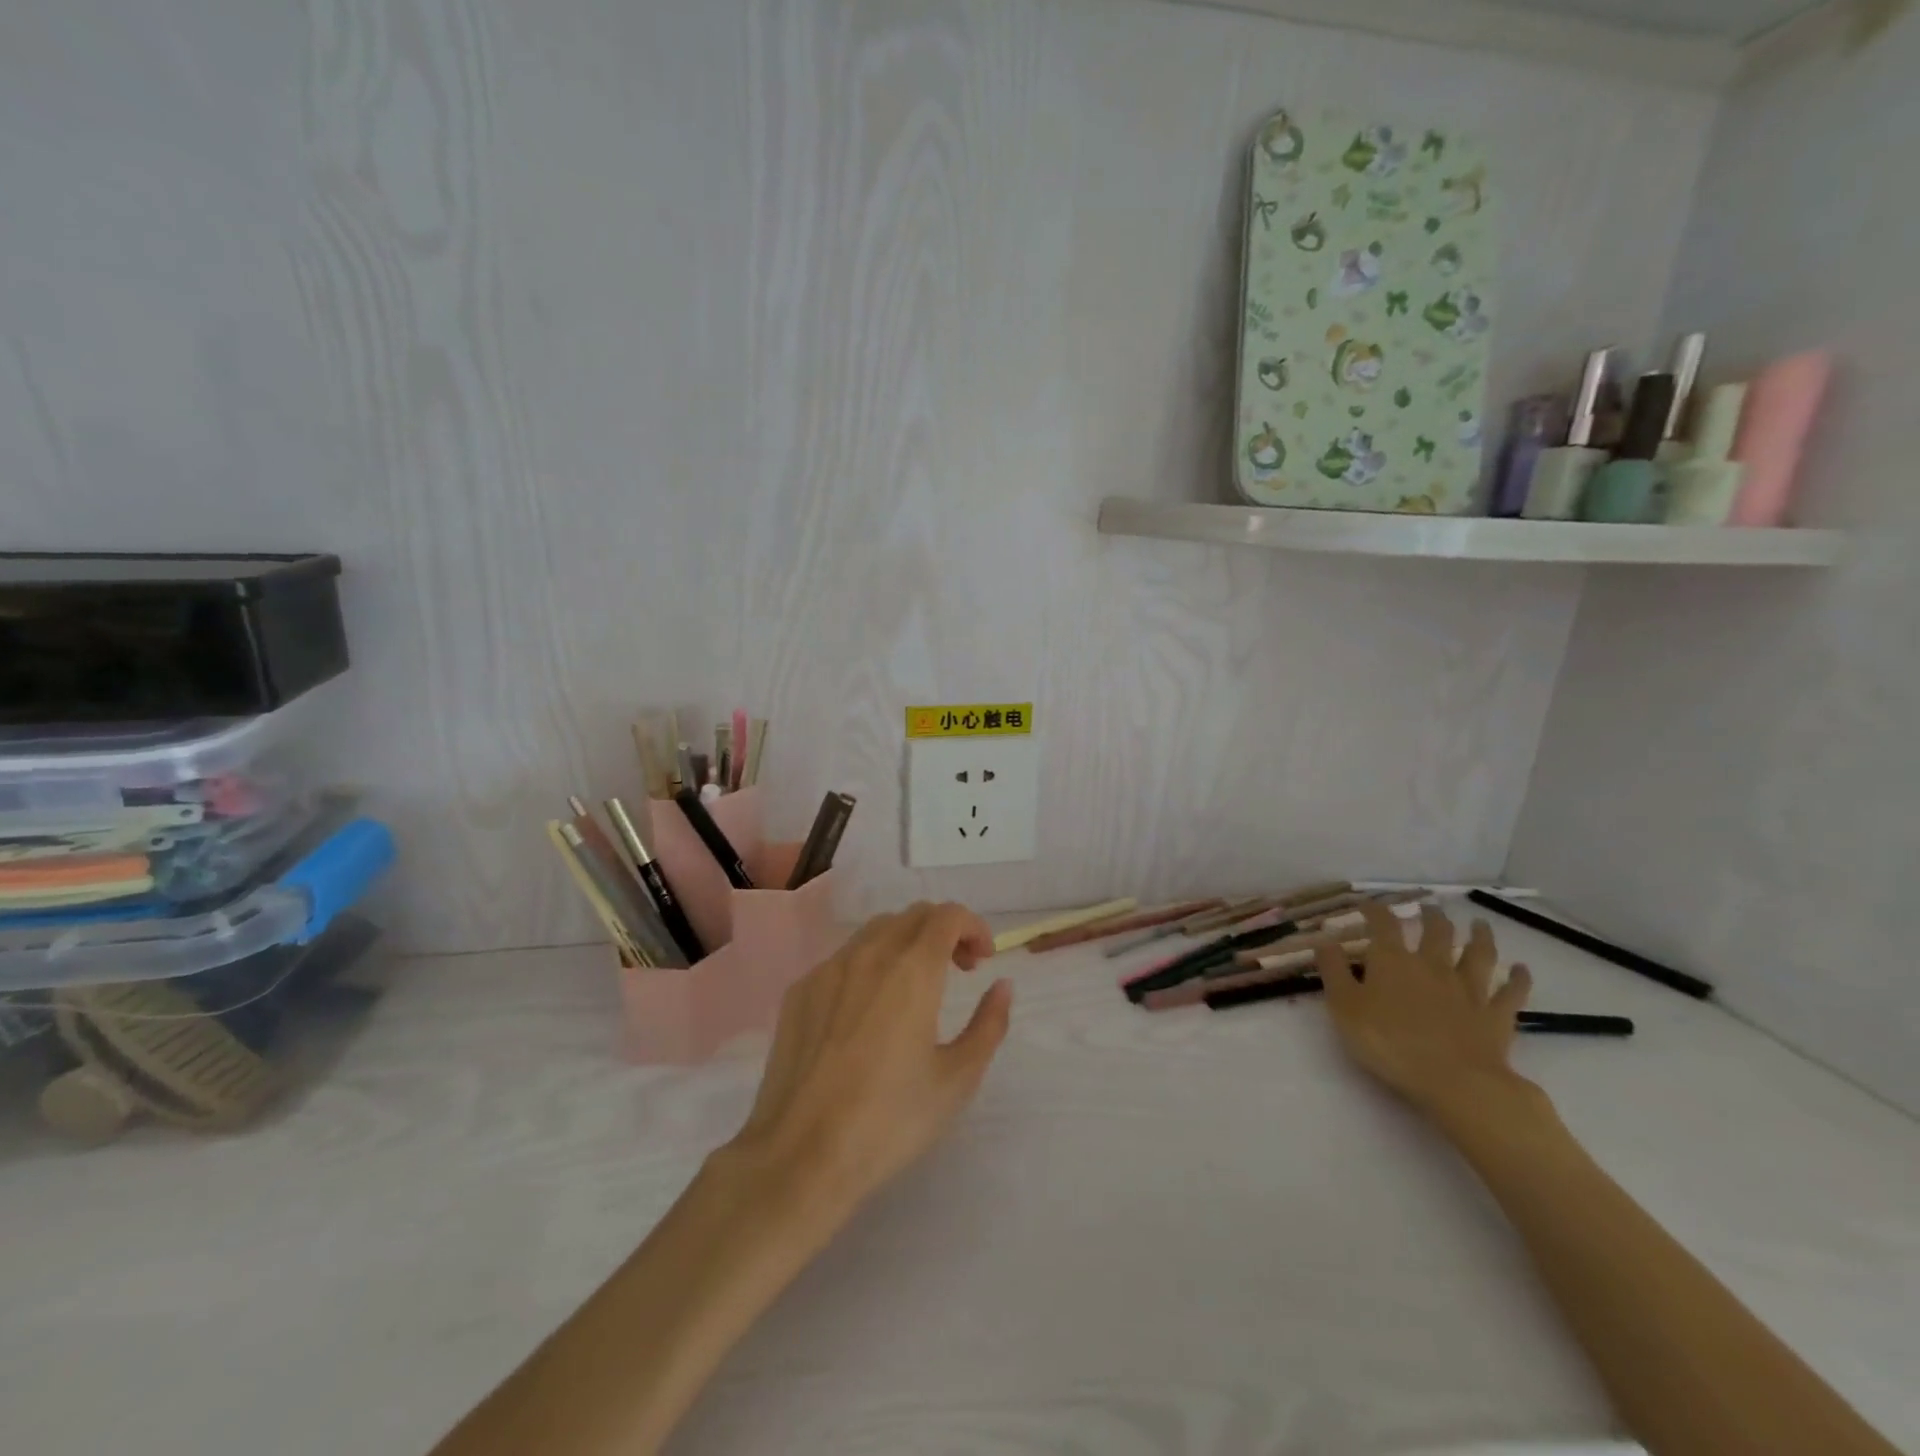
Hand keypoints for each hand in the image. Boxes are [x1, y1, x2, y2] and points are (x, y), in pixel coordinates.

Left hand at [724, 902, 1012, 1220]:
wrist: (800, 1156)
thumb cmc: (890, 1120)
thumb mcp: (957, 1079)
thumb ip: (989, 1024)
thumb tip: (1002, 986)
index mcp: (912, 970)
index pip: (948, 915)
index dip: (973, 927)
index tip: (983, 961)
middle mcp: (869, 955)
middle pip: (913, 916)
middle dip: (944, 931)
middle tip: (959, 970)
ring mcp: (828, 969)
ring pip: (876, 931)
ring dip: (907, 942)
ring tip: (916, 986)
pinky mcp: (799, 990)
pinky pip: (844, 958)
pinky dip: (871, 963)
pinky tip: (870, 1009)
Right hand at [1316, 903, 1536, 1125]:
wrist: (1455, 1082)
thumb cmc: (1389, 1042)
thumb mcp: (1345, 1007)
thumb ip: (1333, 971)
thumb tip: (1324, 940)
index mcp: (1393, 961)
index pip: (1383, 925)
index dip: (1375, 911)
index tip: (1368, 904)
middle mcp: (1433, 966)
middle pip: (1436, 933)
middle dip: (1431, 917)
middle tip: (1429, 908)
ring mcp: (1469, 990)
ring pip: (1477, 954)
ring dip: (1479, 937)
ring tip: (1479, 924)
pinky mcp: (1496, 1016)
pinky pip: (1511, 992)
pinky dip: (1518, 979)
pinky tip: (1521, 970)